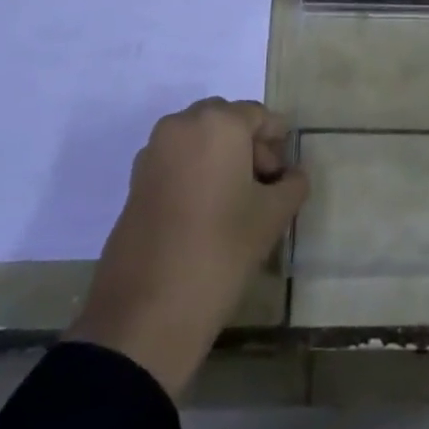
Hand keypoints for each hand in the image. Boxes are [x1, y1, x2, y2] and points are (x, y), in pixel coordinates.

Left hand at [64, 99, 306, 401]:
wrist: (146, 313)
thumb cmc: (220, 250)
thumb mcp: (272, 217)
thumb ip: (292, 185)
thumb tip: (294, 175)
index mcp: (218, 123)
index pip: (259, 116)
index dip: (278, 143)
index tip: (286, 176)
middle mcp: (182, 125)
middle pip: (226, 122)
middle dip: (248, 146)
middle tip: (264, 187)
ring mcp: (153, 152)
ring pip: (198, 141)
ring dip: (221, 159)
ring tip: (236, 204)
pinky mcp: (135, 182)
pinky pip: (176, 162)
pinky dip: (195, 174)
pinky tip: (207, 214)